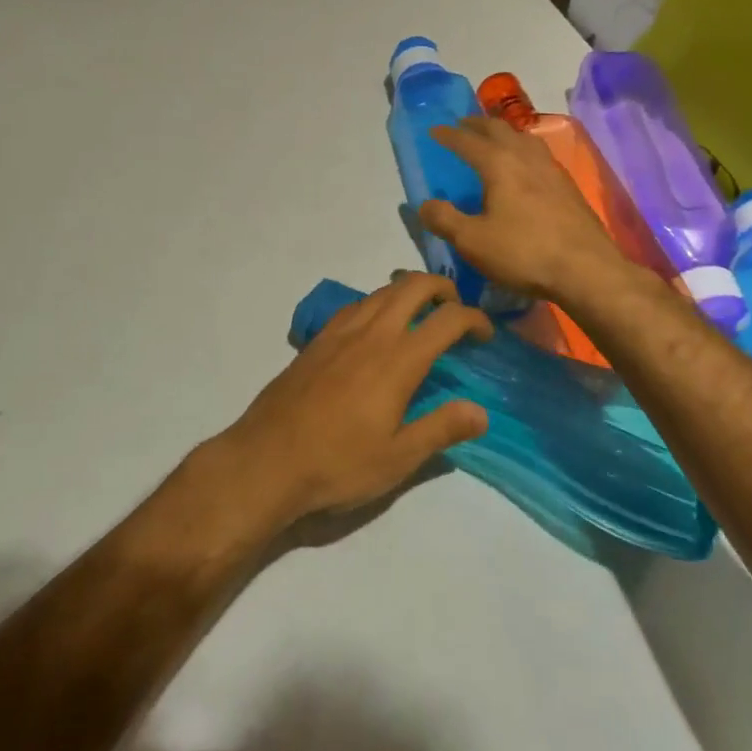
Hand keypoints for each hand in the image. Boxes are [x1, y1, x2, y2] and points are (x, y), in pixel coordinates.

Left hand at [212, 273, 491, 531]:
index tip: (485, 335)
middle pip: (412, 286)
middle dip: (442, 288)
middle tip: (455, 310)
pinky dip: (377, 303)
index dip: (474, 319)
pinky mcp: (317, 340)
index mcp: (398, 360)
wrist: (266, 459)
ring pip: (381, 291)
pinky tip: (375, 329)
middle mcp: (371, 334)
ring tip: (420, 316)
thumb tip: (481, 411)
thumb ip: (441, 429)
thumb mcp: (397, 458)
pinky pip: (355, 305)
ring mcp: (339, 332)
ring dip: (408, 292)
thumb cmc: (337, 464)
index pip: (447, 320)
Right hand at [419, 116, 636, 302]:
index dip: (449, 135)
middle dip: (478, 125)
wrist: (587, 271)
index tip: (434, 130)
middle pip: (500, 130)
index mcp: (499, 164)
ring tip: (495, 139)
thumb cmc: (524, 252)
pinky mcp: (569, 188)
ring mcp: (552, 170)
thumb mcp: (472, 241)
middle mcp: (526, 158)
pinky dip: (523, 150)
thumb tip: (425, 204)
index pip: (468, 141)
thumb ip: (444, 219)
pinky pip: (540, 156)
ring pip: (525, 139)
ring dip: (505, 133)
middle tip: (463, 125)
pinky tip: (525, 168)